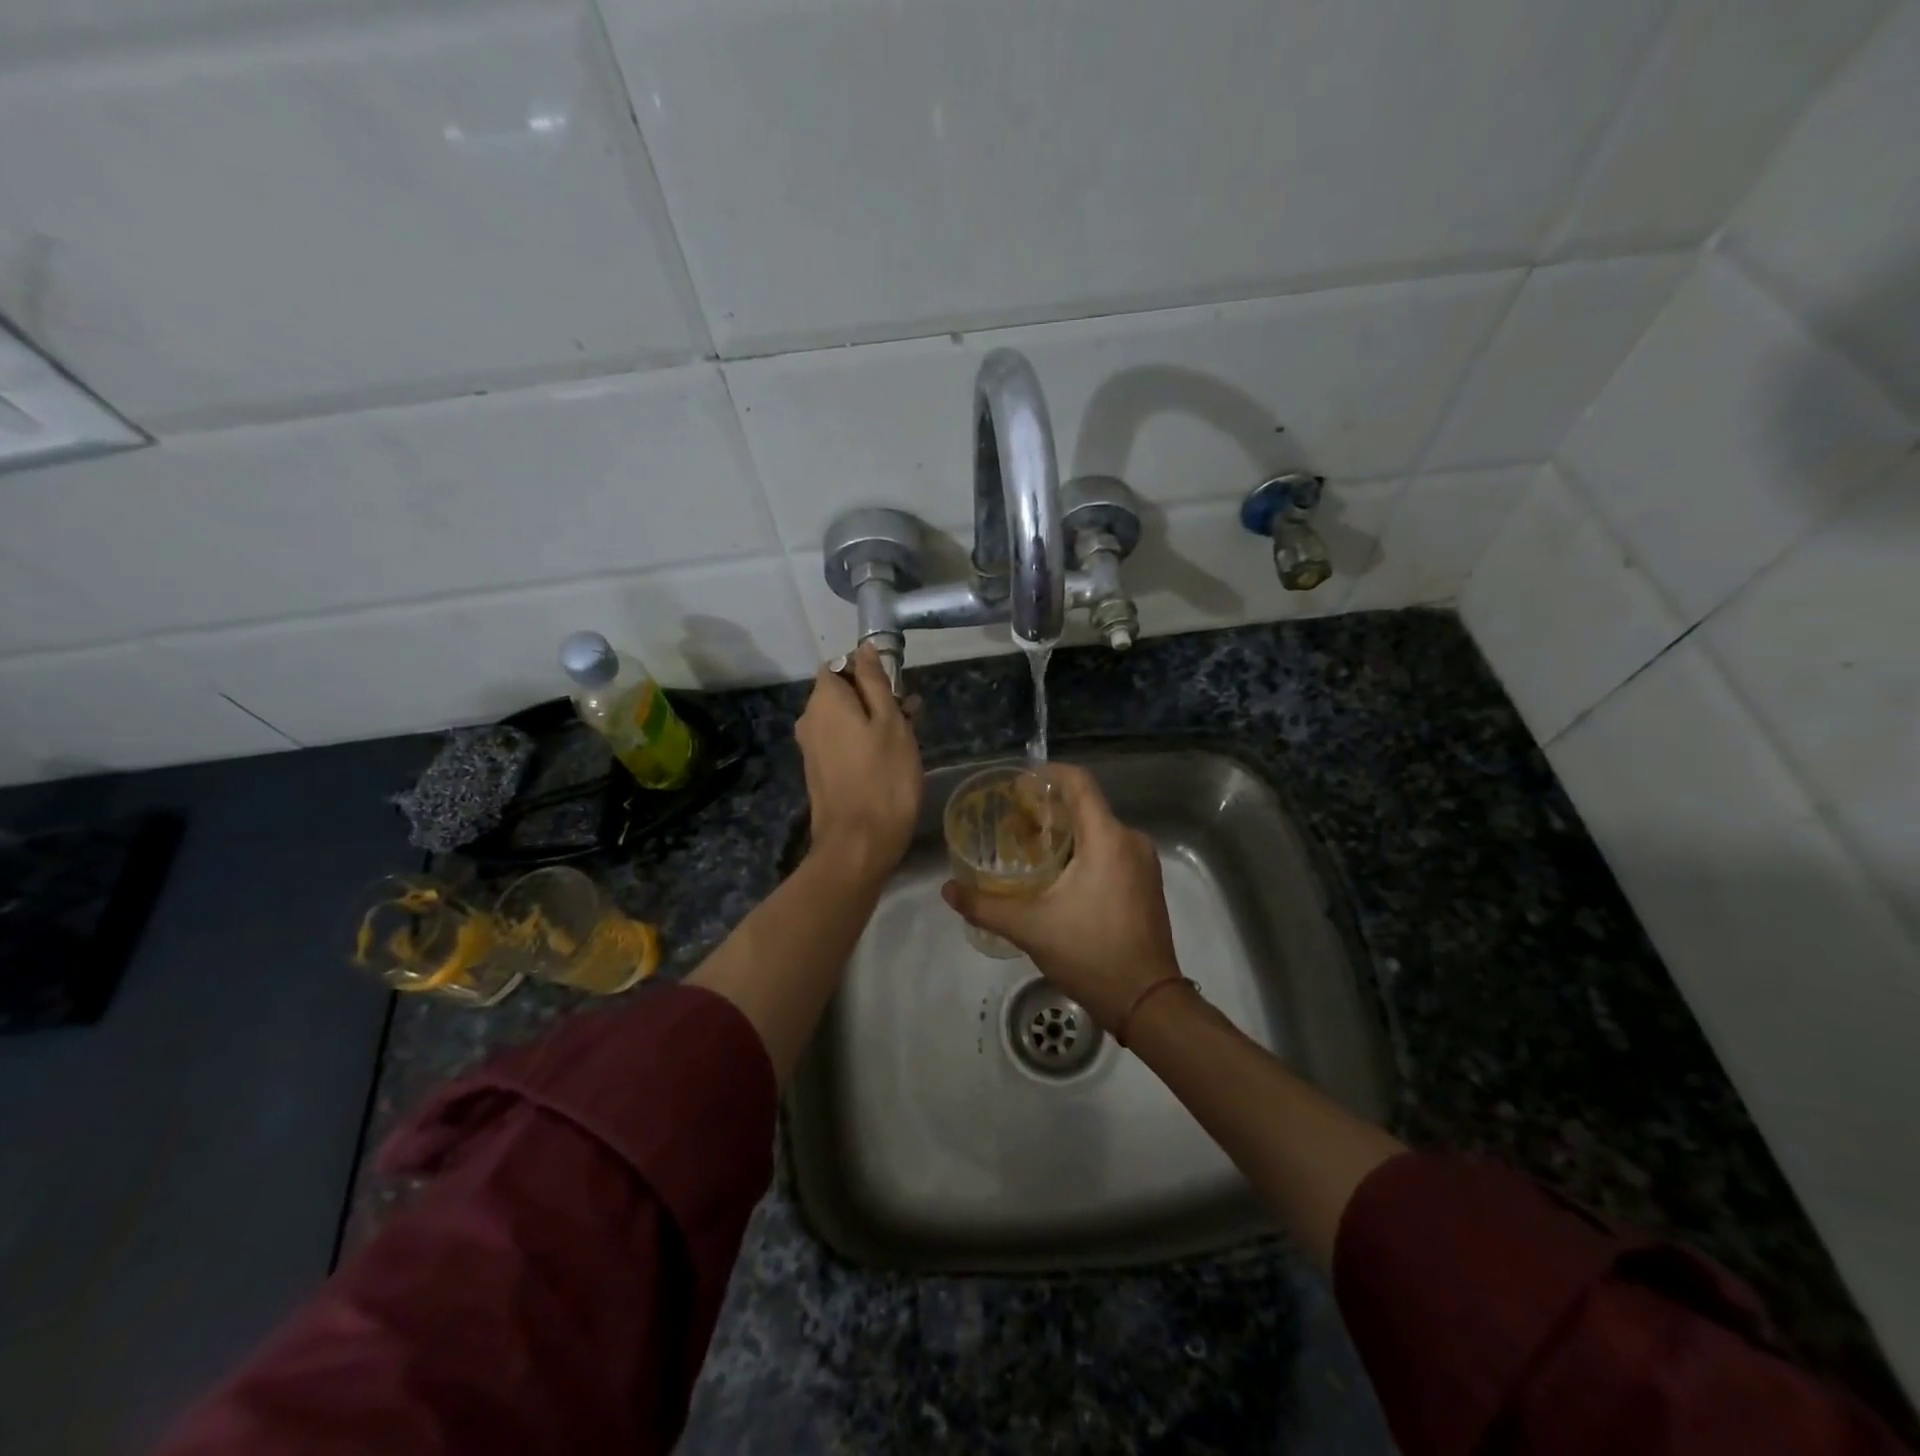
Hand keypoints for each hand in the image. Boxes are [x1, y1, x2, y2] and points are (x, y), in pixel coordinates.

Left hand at [796, 644, 922, 881]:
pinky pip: (841, 741)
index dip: (867, 669)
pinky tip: (890, 756)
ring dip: (873, 720)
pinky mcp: (819, 771)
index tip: (896, 686)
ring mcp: (812, 747)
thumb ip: (875, 682)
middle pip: (841, 692)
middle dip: (874, 696)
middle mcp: (810, 719)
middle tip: (910, 714)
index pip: (839, 664)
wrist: (858, 844)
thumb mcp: (890, 723)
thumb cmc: (884, 778)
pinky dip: (863, 740)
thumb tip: (864, 649)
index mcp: (825, 700)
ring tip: (909, 735)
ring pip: (844, 718)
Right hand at [942, 763, 1178, 1028]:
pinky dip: (1084, 850)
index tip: (1017, 785)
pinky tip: (1058, 874)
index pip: (1078, 782)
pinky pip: (1112, 849)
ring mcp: (1144, 862)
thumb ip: (985, 905)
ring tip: (1028, 848)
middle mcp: (1131, 840)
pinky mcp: (1147, 882)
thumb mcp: (1030, 928)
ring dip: (1065, 831)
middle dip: (1048, 808)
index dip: (1046, 775)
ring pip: (1099, 829)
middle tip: (1011, 822)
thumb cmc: (1090, 953)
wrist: (1147, 1002)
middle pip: (1086, 805)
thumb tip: (948, 890)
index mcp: (1107, 838)